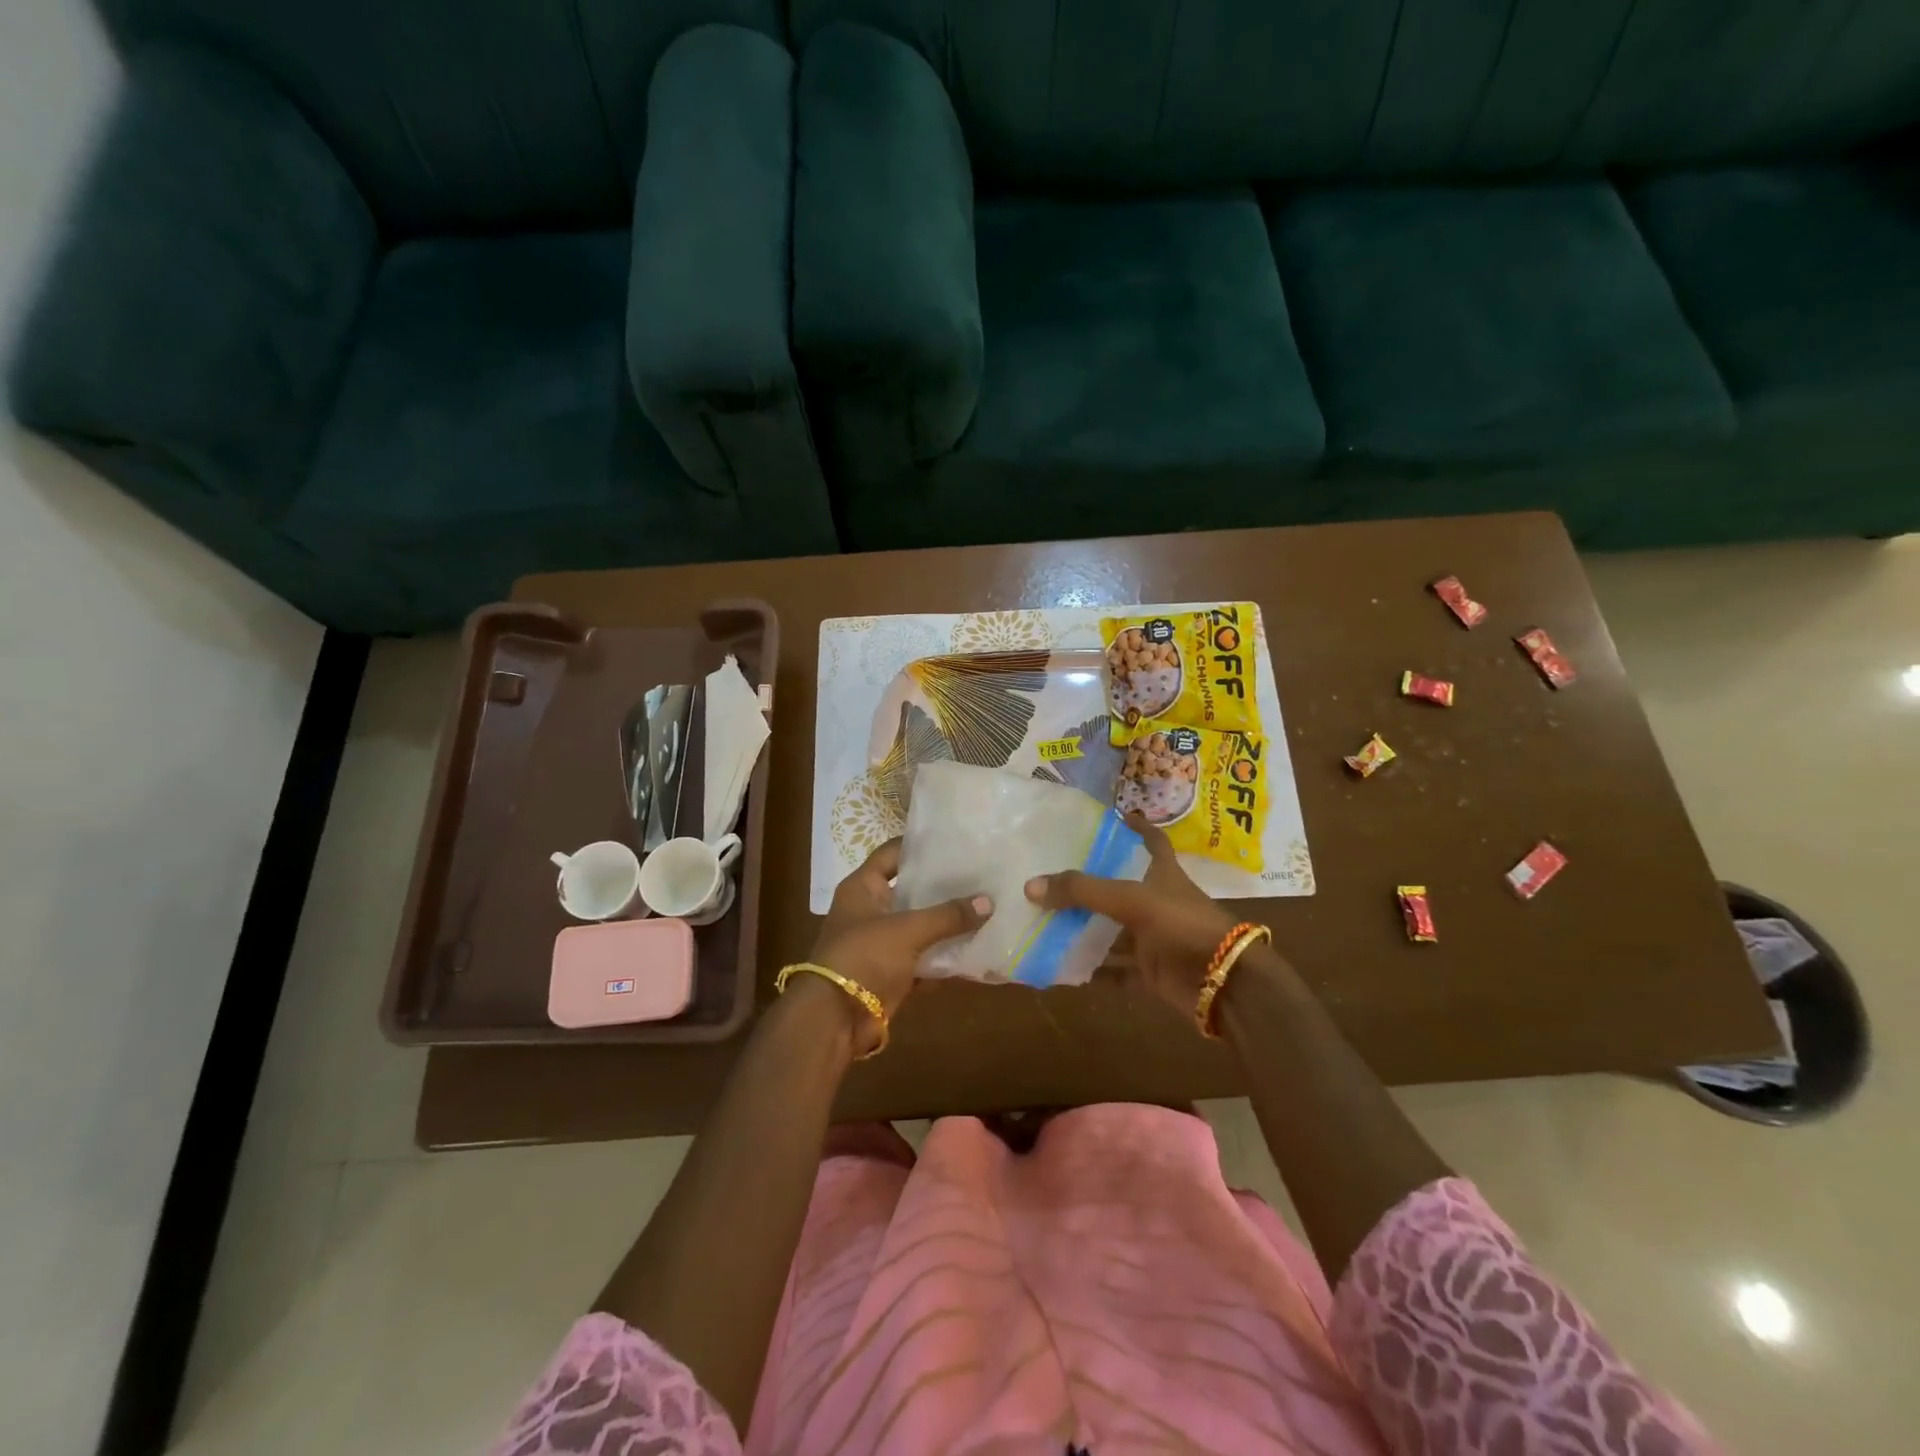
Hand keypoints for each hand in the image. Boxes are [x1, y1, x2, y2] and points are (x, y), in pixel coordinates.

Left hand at [807, 839, 990, 1033]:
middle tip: (982, 874)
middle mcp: (872, 910)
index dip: (922, 845)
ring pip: (922, 927)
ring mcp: (882, 943)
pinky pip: (925, 959)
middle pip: (912, 890)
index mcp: (863, 887)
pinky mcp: (893, 973)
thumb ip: (948, 916)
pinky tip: (979, 950)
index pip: (893, 853)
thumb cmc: (864, 957)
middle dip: (945, 887)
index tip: (957, 841)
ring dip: (949, 924)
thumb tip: (989, 902)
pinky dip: (946, 958)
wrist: (835, 1020)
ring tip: (988, 908)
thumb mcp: (907, 930)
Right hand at [1024, 812, 1247, 1016]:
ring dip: (1085, 928)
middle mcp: (1159, 902)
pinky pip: (1116, 970)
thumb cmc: (1183, 926)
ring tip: (1044, 919)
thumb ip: (1082, 891)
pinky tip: (1061, 966)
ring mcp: (1156, 938)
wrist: (1224, 984)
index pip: (1152, 841)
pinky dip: (1093, 970)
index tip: (1112, 818)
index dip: (1136, 827)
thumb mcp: (1132, 899)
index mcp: (1163, 874)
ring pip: (1113, 930)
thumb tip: (1030, 886)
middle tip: (1051, 873)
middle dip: (1090, 883)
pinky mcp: (1151, 971)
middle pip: (1121, 887)